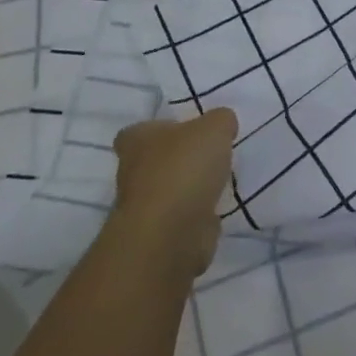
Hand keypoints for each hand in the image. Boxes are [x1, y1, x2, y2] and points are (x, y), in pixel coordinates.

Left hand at [109, 107, 236, 279]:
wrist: (170, 233)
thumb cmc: (184, 169)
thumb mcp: (215, 128)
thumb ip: (221, 120)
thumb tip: (222, 124)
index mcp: (137, 140)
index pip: (136, 132)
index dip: (157, 130)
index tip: (183, 132)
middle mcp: (132, 172)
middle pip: (153, 161)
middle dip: (177, 160)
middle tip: (209, 155)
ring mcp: (143, 207)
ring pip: (167, 191)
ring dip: (187, 189)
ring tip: (218, 181)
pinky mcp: (158, 235)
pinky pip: (180, 218)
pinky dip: (195, 215)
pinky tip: (216, 209)